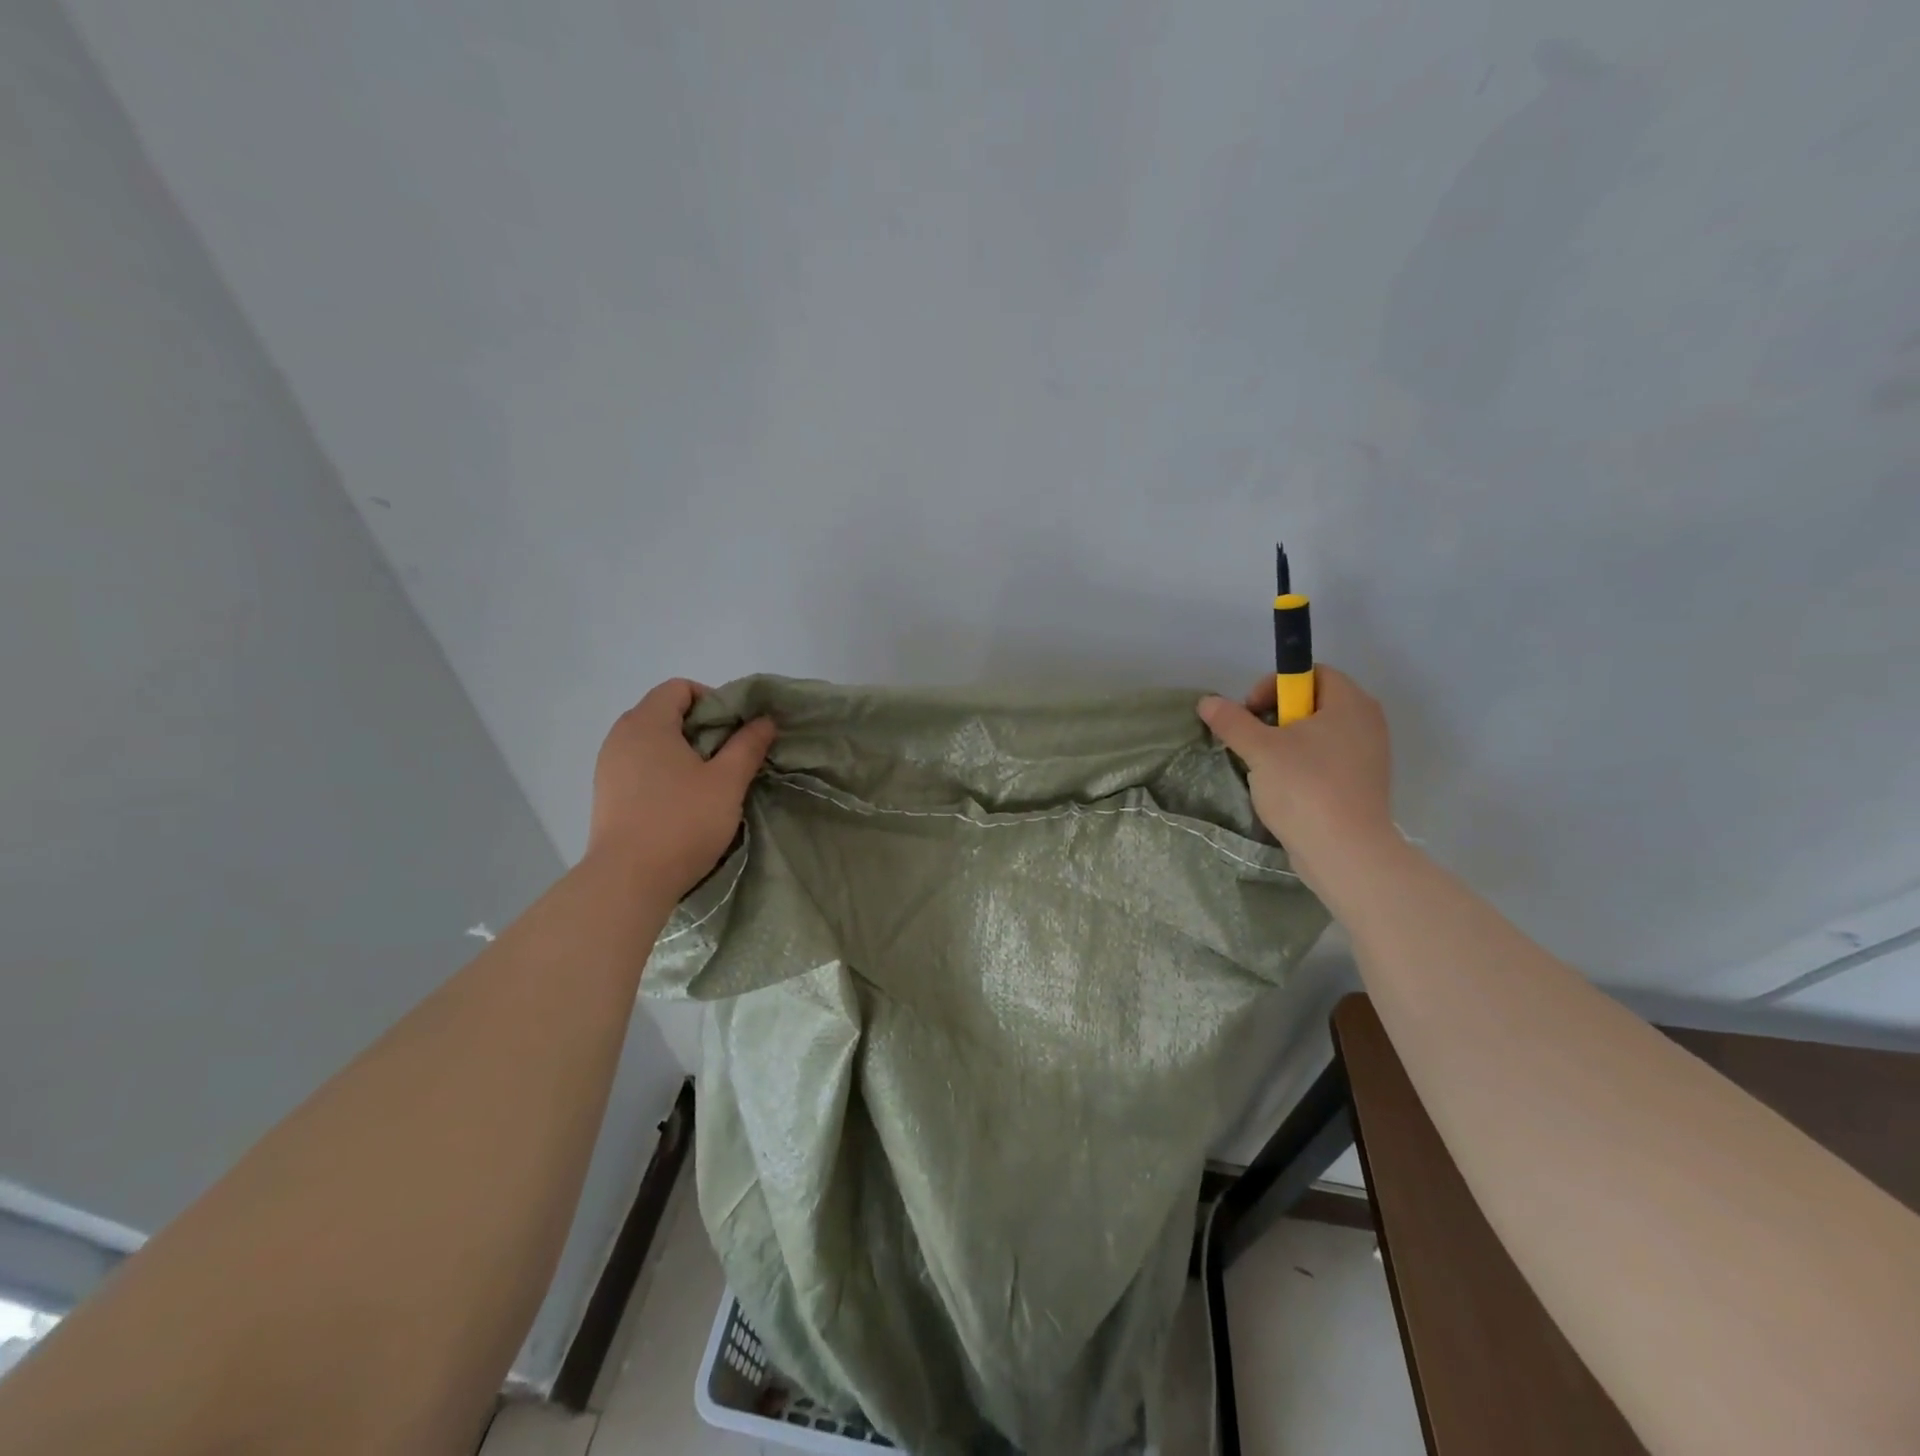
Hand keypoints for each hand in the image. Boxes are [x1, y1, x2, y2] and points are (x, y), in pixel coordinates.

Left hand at [587, 680, 775, 897]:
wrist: (628, 881)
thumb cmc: (682, 822)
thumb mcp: (726, 781)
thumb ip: (747, 745)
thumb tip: (764, 720)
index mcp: (647, 723)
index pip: (679, 688)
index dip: (713, 700)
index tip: (735, 731)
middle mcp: (620, 736)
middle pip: (665, 712)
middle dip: (702, 728)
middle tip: (729, 757)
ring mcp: (608, 766)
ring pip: (653, 742)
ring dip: (684, 752)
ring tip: (709, 782)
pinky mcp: (606, 794)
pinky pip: (640, 766)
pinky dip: (664, 772)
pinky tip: (683, 802)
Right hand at [1197, 666, 1393, 885]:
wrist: (1346, 853)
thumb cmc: (1305, 788)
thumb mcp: (1260, 750)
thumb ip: (1232, 721)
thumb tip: (1207, 701)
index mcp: (1350, 703)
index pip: (1312, 672)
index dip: (1275, 684)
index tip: (1251, 712)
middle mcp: (1367, 722)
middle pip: (1314, 703)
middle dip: (1277, 717)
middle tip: (1253, 740)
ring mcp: (1369, 756)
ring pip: (1318, 734)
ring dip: (1286, 744)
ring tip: (1264, 767)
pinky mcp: (1362, 785)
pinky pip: (1327, 760)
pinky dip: (1303, 766)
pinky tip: (1283, 788)